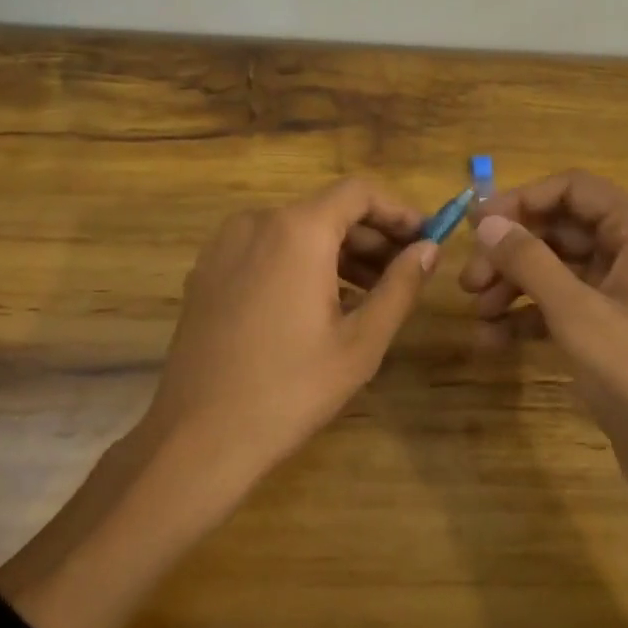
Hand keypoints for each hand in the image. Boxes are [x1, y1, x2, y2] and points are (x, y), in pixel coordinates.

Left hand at [141, 177, 437, 491]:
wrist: (198, 436)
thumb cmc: (290, 388)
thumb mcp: (361, 342)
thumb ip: (400, 287)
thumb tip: (428, 249)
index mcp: (297, 230)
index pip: (358, 192)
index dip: (398, 210)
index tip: (425, 239)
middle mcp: (257, 222)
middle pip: (326, 210)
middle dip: (370, 237)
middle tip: (404, 273)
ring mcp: (224, 246)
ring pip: (294, 231)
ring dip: (337, 253)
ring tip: (368, 296)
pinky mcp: (206, 273)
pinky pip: (265, 251)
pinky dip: (299, 264)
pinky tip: (317, 306)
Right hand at [460, 171, 627, 531]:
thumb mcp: (575, 311)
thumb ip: (528, 260)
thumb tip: (485, 222)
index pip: (572, 188)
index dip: (521, 199)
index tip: (477, 225)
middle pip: (558, 228)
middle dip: (510, 251)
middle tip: (469, 281)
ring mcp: (619, 289)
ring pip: (554, 267)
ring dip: (512, 285)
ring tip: (478, 313)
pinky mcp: (608, 324)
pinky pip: (559, 303)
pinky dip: (527, 315)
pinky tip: (493, 339)